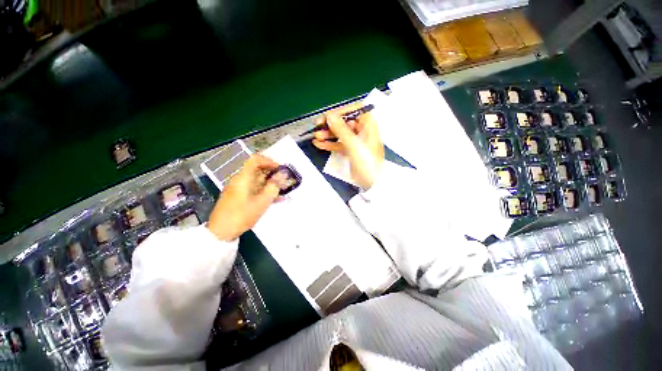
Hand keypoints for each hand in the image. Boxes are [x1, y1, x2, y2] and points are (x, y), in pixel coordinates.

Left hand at [207, 154, 280, 240]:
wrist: (221, 232)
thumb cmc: (242, 215)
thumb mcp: (262, 201)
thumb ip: (274, 186)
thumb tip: (283, 174)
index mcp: (244, 177)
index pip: (256, 159)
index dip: (270, 161)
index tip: (281, 170)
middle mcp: (241, 179)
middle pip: (258, 170)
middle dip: (273, 174)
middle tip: (285, 182)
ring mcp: (239, 188)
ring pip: (258, 180)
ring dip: (271, 184)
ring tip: (283, 192)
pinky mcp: (239, 196)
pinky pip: (255, 189)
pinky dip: (265, 191)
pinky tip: (276, 199)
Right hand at [312, 103, 383, 188]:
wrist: (373, 182)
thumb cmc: (367, 162)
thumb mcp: (354, 145)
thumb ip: (341, 129)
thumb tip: (330, 115)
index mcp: (368, 125)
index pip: (354, 110)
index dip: (340, 112)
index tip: (327, 117)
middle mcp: (363, 130)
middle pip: (344, 122)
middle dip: (331, 125)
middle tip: (318, 127)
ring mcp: (356, 141)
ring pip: (340, 133)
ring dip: (328, 134)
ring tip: (316, 137)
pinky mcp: (351, 150)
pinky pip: (339, 144)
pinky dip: (330, 144)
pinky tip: (319, 144)